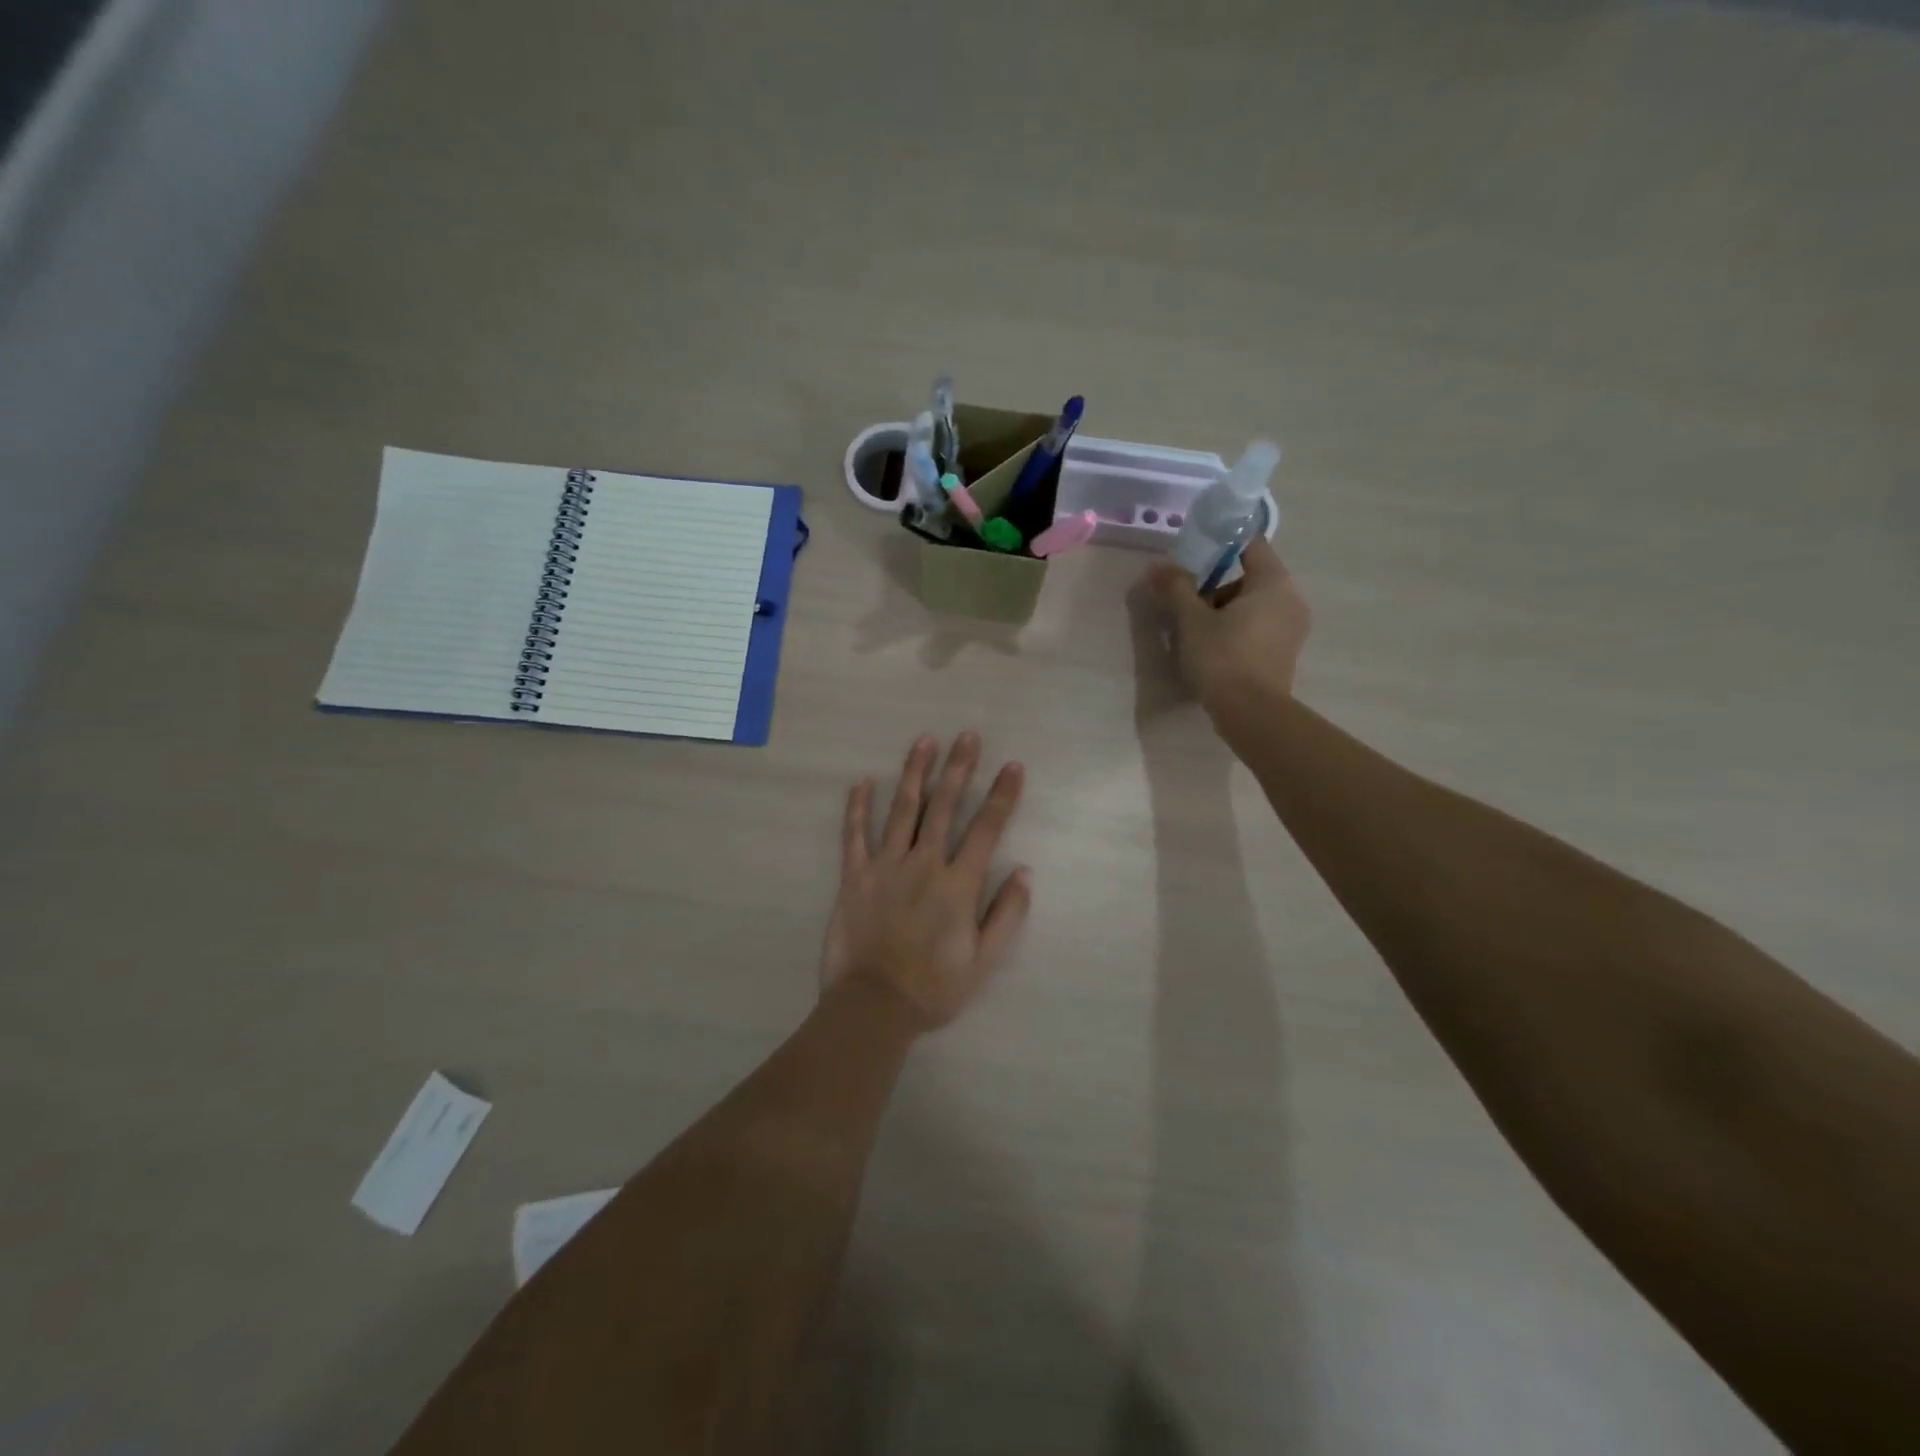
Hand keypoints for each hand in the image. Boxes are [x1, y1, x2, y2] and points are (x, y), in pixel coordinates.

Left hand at [822, 732, 1031, 1030]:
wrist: (872, 1007)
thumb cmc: (933, 987)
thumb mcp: (984, 961)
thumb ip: (1006, 914)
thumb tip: (1024, 871)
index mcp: (957, 885)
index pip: (986, 829)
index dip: (1002, 796)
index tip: (1012, 766)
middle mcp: (923, 865)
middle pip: (944, 807)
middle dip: (959, 768)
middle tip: (967, 736)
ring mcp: (885, 867)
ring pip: (902, 810)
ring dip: (914, 773)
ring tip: (924, 741)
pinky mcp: (854, 877)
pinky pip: (854, 835)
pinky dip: (857, 807)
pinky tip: (861, 781)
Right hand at [1145, 537, 1311, 718]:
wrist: (1251, 714)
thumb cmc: (1222, 658)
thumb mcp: (1192, 620)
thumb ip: (1176, 587)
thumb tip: (1157, 566)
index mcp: (1273, 582)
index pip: (1250, 545)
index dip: (1220, 544)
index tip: (1193, 554)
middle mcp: (1291, 598)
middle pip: (1250, 576)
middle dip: (1216, 585)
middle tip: (1187, 602)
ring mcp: (1292, 627)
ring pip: (1254, 604)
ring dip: (1224, 609)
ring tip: (1195, 631)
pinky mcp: (1286, 651)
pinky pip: (1259, 626)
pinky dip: (1238, 628)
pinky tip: (1213, 648)